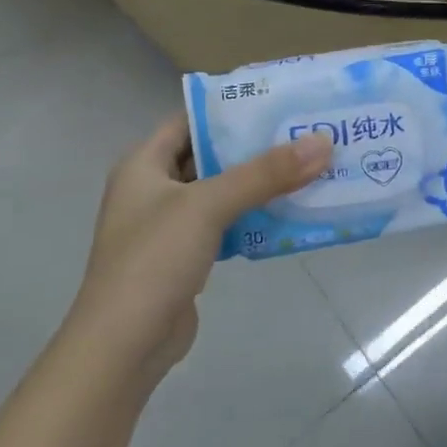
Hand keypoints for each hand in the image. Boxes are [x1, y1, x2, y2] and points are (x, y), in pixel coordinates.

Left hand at [70, 115, 330, 373]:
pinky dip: (256, 215)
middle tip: (306, 132)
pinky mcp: (187, 255)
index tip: (280, 100)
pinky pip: (227, 222)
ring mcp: (170, 224)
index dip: (231, 107)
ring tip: (310, 165)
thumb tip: (323, 141)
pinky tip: (292, 210)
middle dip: (256, 145)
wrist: (123, 347)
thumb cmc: (154, 261)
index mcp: (144, 163)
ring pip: (223, 190)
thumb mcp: (208, 205)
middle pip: (211, 154)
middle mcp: (154, 187)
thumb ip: (265, 173)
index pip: (191, 119)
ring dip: (261, 182)